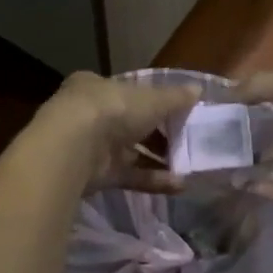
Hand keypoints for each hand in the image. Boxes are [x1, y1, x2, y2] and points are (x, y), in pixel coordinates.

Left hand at [36, 72, 201, 193]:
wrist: (73, 148)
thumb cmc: (112, 109)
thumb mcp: (150, 99)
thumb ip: (174, 98)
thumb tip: (198, 90)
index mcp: (96, 87)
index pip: (126, 92)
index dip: (152, 101)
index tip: (177, 112)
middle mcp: (90, 115)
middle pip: (129, 124)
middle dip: (158, 135)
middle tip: (187, 143)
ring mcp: (90, 147)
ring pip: (130, 152)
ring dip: (159, 160)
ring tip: (189, 168)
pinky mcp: (95, 175)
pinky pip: (129, 176)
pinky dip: (152, 180)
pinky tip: (178, 186)